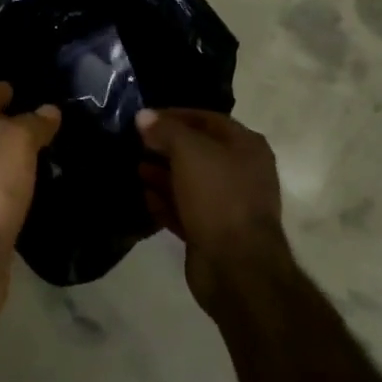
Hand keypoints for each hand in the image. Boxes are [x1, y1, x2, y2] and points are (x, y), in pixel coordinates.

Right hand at [137, 108, 291, 313]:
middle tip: (135, 143)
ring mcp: (228, 205)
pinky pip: (186, 210)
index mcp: (246, 147)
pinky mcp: (213, 232)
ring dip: (163, 174)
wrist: (237, 267)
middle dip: (166, 146)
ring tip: (135, 168)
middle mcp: (241, 172)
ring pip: (190, 182)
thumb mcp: (190, 152)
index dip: (175, 115)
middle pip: (198, 151)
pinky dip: (166, 202)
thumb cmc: (218, 197)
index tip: (144, 118)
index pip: (207, 119)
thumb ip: (166, 130)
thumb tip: (144, 116)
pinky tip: (144, 196)